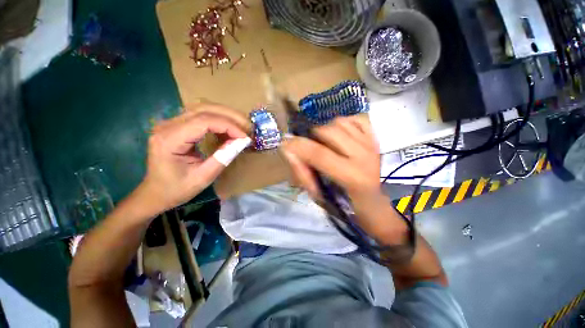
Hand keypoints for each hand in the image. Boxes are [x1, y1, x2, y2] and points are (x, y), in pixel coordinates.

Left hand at [137, 105, 247, 213]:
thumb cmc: (177, 189)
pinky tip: (228, 129)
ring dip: (225, 115)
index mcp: (170, 140)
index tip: (245, 137)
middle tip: (247, 127)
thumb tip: (241, 142)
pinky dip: (218, 119)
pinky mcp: (177, 125)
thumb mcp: (203, 178)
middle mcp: (167, 125)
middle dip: (230, 116)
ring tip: (241, 126)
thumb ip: (223, 158)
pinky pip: (201, 115)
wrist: (155, 192)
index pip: (204, 121)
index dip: (228, 126)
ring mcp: (171, 123)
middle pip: (203, 108)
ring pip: (202, 107)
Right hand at [282, 115, 381, 200]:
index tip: (285, 143)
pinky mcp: (374, 137)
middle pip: (329, 132)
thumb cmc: (342, 202)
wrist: (371, 199)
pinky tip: (340, 135)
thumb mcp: (318, 195)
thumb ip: (302, 172)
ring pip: (339, 122)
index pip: (319, 154)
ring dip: (326, 130)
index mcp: (351, 176)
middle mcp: (364, 156)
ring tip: (325, 142)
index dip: (299, 146)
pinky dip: (342, 123)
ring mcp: (371, 144)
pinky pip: (354, 118)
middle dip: (312, 137)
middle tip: (310, 147)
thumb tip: (289, 150)